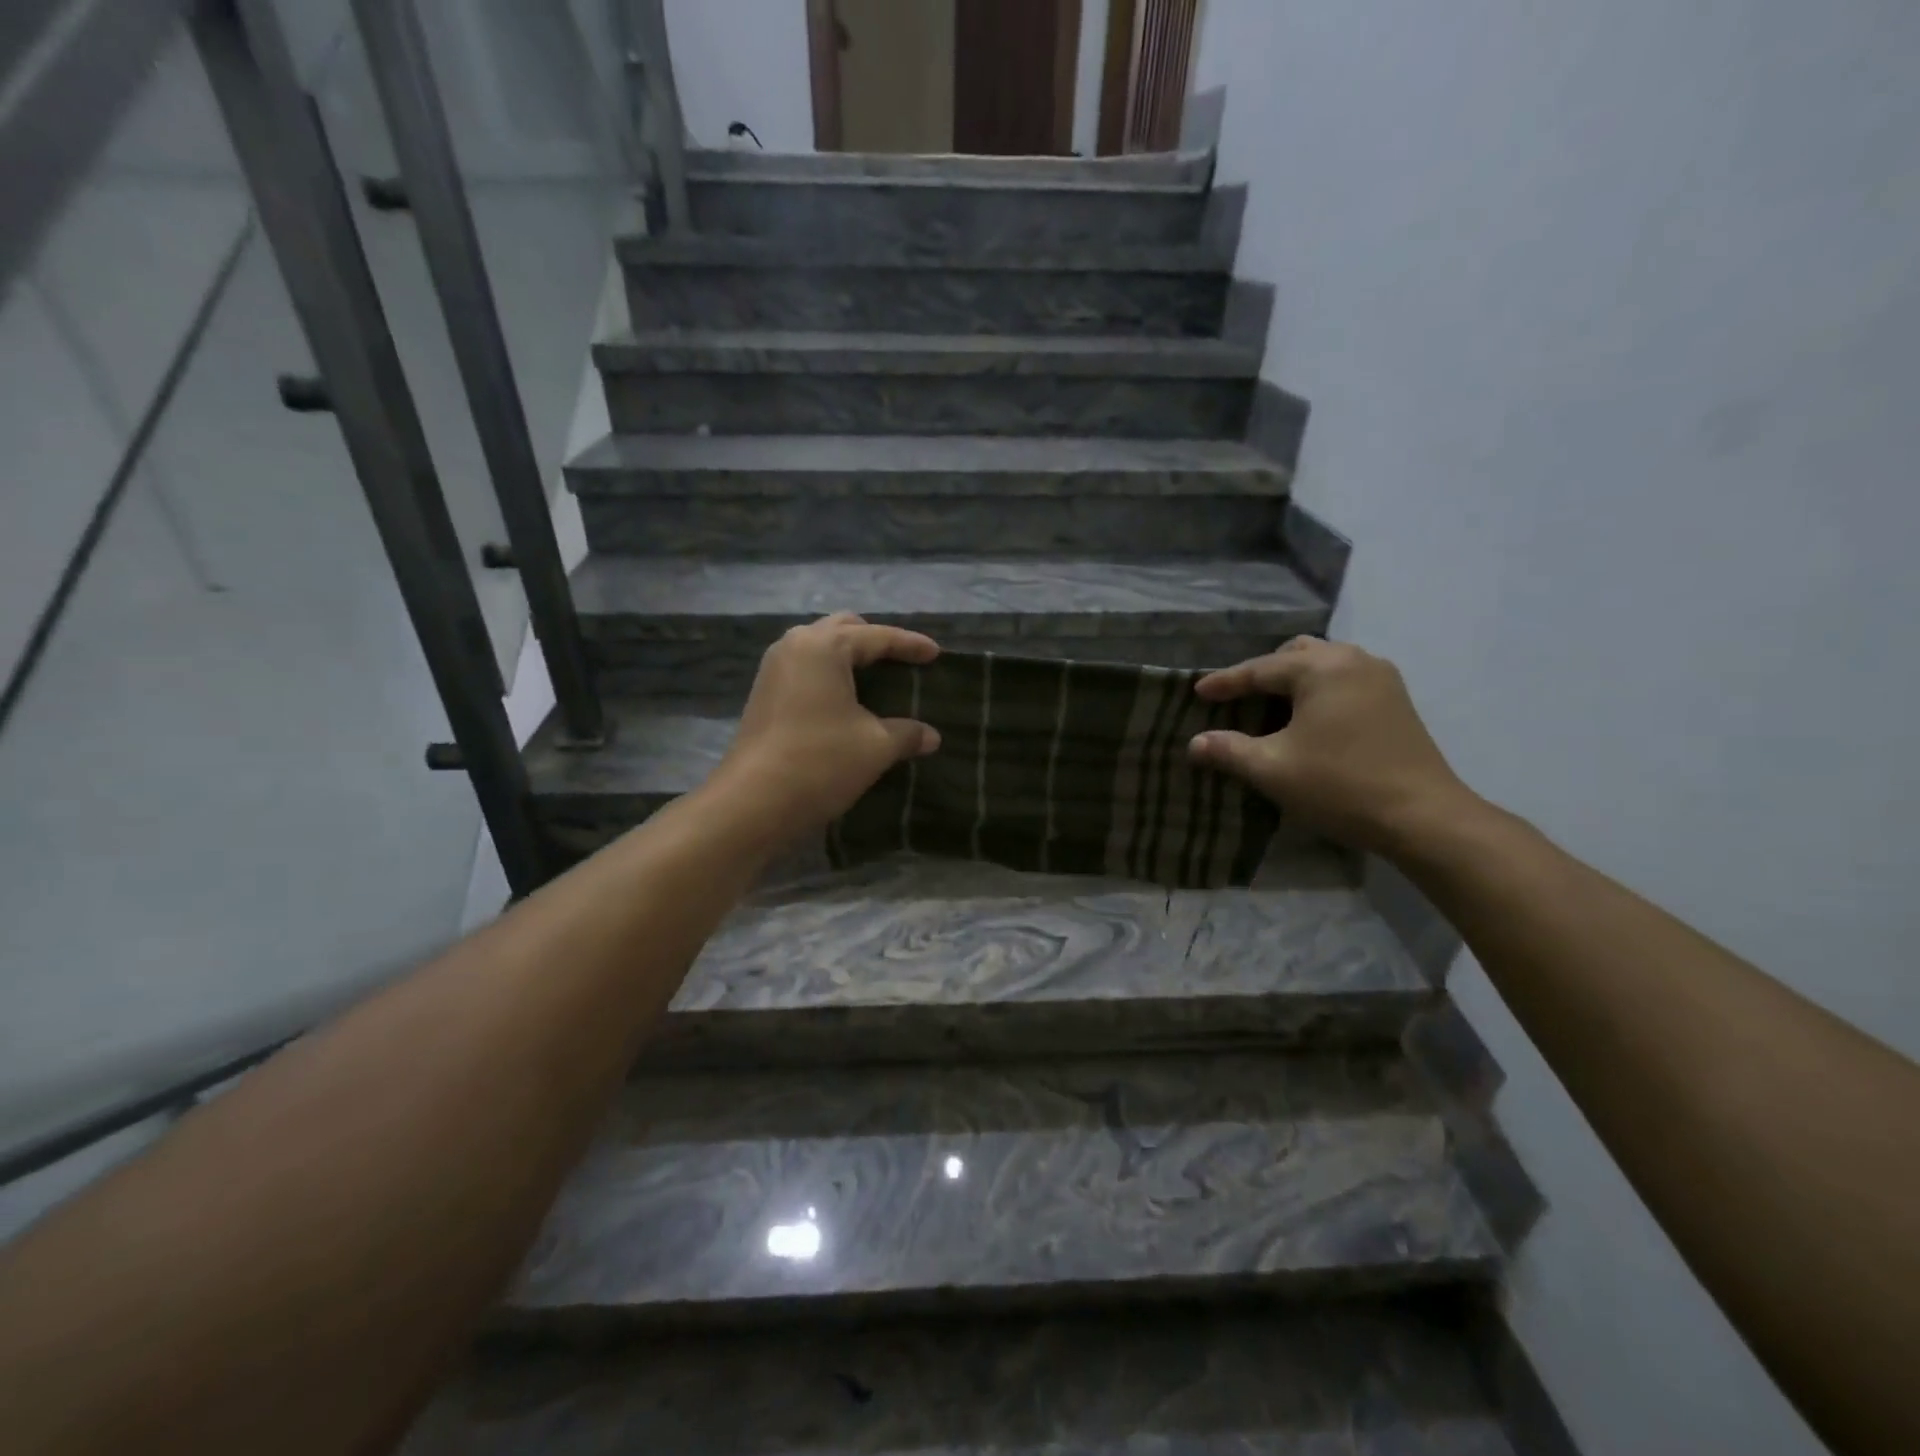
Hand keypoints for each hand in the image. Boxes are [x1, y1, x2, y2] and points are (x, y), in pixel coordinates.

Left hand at [709, 613, 940, 847]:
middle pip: (843, 629)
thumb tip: (932, 736)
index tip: (936, 654)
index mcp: (824, 646)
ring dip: (849, 657)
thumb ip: (907, 733)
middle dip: (875, 641)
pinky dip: (830, 674)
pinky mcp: (764, 694)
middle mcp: (795, 645)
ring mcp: (774, 669)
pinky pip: (806, 669)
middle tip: (902, 661)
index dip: (911, 645)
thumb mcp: (876, 747)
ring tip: (876, 679)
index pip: (877, 637)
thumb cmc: (821, 761)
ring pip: (820, 647)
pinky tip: (846, 700)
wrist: (753, 802)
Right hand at [1188, 637, 1481, 854]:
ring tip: (1272, 708)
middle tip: (1238, 698)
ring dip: (1294, 681)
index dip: (1225, 682)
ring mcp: (1382, 678)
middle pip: (1296, 654)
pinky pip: (1345, 680)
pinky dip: (1319, 691)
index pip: (1261, 669)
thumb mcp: (1272, 769)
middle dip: (1263, 673)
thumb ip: (1229, 750)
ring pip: (1325, 664)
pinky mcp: (1397, 701)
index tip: (1197, 692)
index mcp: (1322, 668)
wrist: (1423, 818)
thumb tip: (1195, 743)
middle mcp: (1354, 660)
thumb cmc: (1340, 786)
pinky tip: (1309, 719)